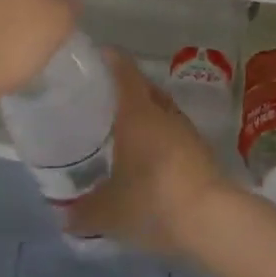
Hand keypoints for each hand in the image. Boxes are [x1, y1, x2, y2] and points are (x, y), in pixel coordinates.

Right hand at [65, 51, 237, 256]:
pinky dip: (160, 138)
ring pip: (162, 111)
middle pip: (145, 88)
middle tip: (103, 99)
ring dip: (146, 115)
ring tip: (124, 129)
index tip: (97, 56)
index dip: (112, 60)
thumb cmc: (152, 201)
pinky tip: (147, 158)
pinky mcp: (202, 152)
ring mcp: (187, 131)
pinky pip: (174, 134)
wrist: (211, 220)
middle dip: (126, 89)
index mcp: (138, 113)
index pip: (125, 72)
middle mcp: (164, 113)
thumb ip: (84, 212)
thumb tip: (64, 217)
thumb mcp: (109, 212)